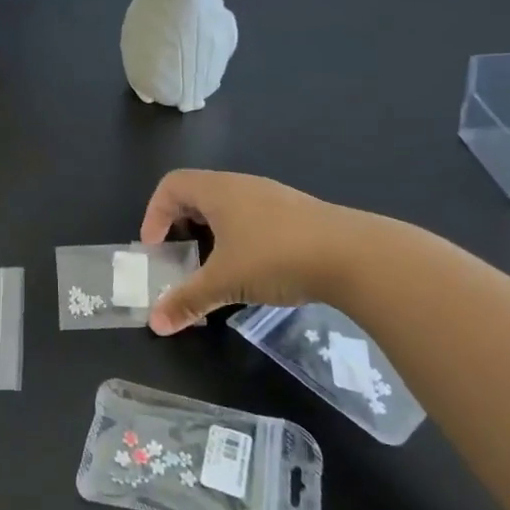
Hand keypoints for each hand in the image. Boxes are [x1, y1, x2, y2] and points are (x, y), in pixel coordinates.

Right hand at [139, 170, 371, 334]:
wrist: (356, 256)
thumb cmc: (276, 257)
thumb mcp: (225, 282)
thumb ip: (187, 301)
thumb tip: (155, 324)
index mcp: (218, 191)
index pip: (171, 185)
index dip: (154, 214)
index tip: (155, 248)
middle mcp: (243, 186)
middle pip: (197, 193)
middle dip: (180, 224)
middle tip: (178, 256)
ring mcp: (273, 198)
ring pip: (228, 207)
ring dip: (211, 232)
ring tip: (214, 266)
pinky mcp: (298, 215)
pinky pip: (253, 218)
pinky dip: (239, 238)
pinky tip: (254, 268)